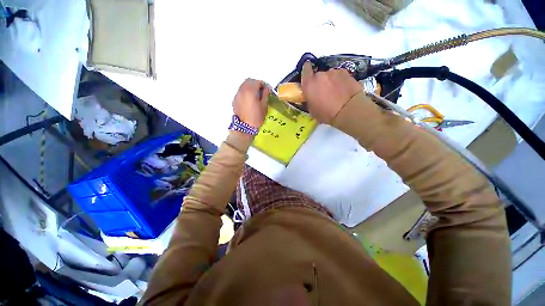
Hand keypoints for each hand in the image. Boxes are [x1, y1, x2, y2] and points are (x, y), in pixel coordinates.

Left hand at [232, 78, 268, 127]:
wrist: (245, 127)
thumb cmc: (256, 117)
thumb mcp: (264, 106)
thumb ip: (265, 94)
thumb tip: (266, 88)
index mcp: (250, 90)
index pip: (258, 82)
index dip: (264, 85)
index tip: (267, 90)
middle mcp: (242, 90)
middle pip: (249, 81)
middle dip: (256, 84)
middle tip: (261, 91)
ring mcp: (237, 95)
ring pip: (243, 86)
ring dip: (250, 87)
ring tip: (255, 95)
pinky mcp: (235, 100)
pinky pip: (240, 92)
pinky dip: (245, 92)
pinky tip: (249, 100)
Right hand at [301, 61, 361, 122]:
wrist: (348, 110)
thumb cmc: (326, 113)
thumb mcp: (312, 110)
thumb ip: (309, 99)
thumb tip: (310, 96)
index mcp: (309, 84)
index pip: (305, 70)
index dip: (306, 71)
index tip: (308, 75)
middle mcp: (320, 75)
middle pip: (318, 75)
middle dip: (319, 81)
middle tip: (323, 91)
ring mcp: (333, 72)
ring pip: (329, 75)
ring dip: (330, 81)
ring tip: (334, 91)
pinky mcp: (346, 73)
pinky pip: (339, 76)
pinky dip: (339, 81)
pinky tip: (343, 90)